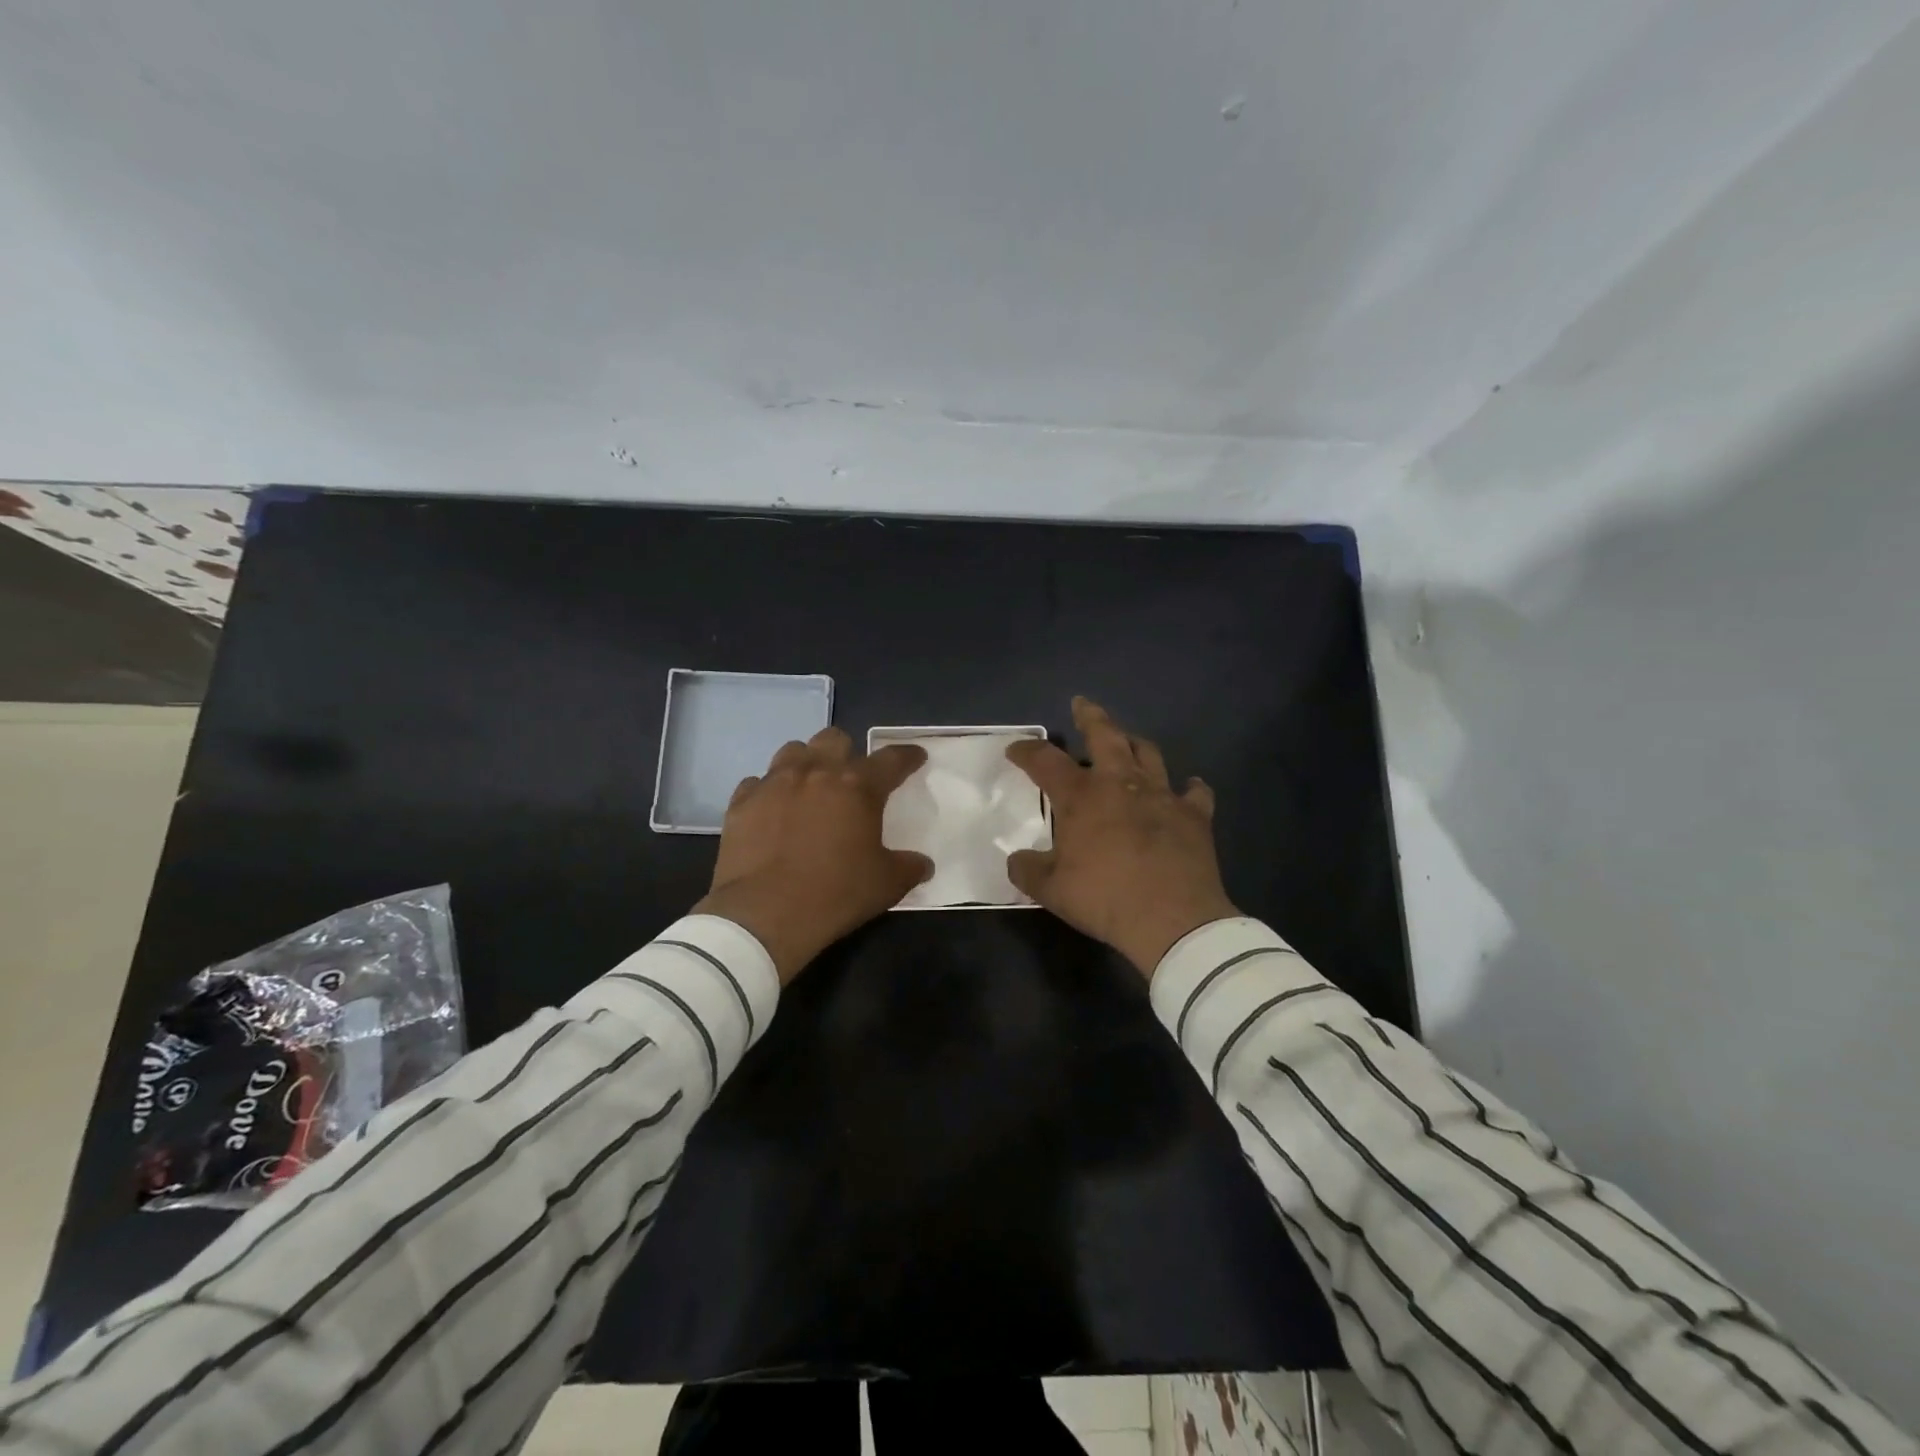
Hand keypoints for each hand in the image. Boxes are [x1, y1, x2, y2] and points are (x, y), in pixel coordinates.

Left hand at [694, 727, 932, 983]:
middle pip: (835, 739)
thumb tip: (923, 865)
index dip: (907, 756)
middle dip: (847, 751)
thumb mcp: (886, 885)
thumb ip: (909, 867)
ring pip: (793, 751)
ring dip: (806, 763)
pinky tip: (772, 811)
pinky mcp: (741, 802)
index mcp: (857, 787)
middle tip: (850, 777)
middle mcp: (816, 773)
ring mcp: (774, 784)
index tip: (915, 757)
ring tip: (809, 787)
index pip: (891, 759)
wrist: (764, 914)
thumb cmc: (835, 894)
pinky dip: (768, 792)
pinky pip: (757, 783)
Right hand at [1006, 697, 1237, 977]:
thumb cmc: (1104, 899)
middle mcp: (1121, 783)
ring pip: (1149, 753)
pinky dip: (1189, 788)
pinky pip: (1195, 792)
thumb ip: (1027, 870)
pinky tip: (1188, 787)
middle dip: (1090, 716)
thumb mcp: (1050, 891)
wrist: (1172, 920)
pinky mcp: (1194, 815)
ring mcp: (1162, 795)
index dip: (1026, 751)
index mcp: (1081, 797)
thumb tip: (1016, 860)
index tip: (1015, 750)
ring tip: (1128, 741)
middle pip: (1105, 735)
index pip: (1045, 761)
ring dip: (1135, 744)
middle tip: (1082, 705)